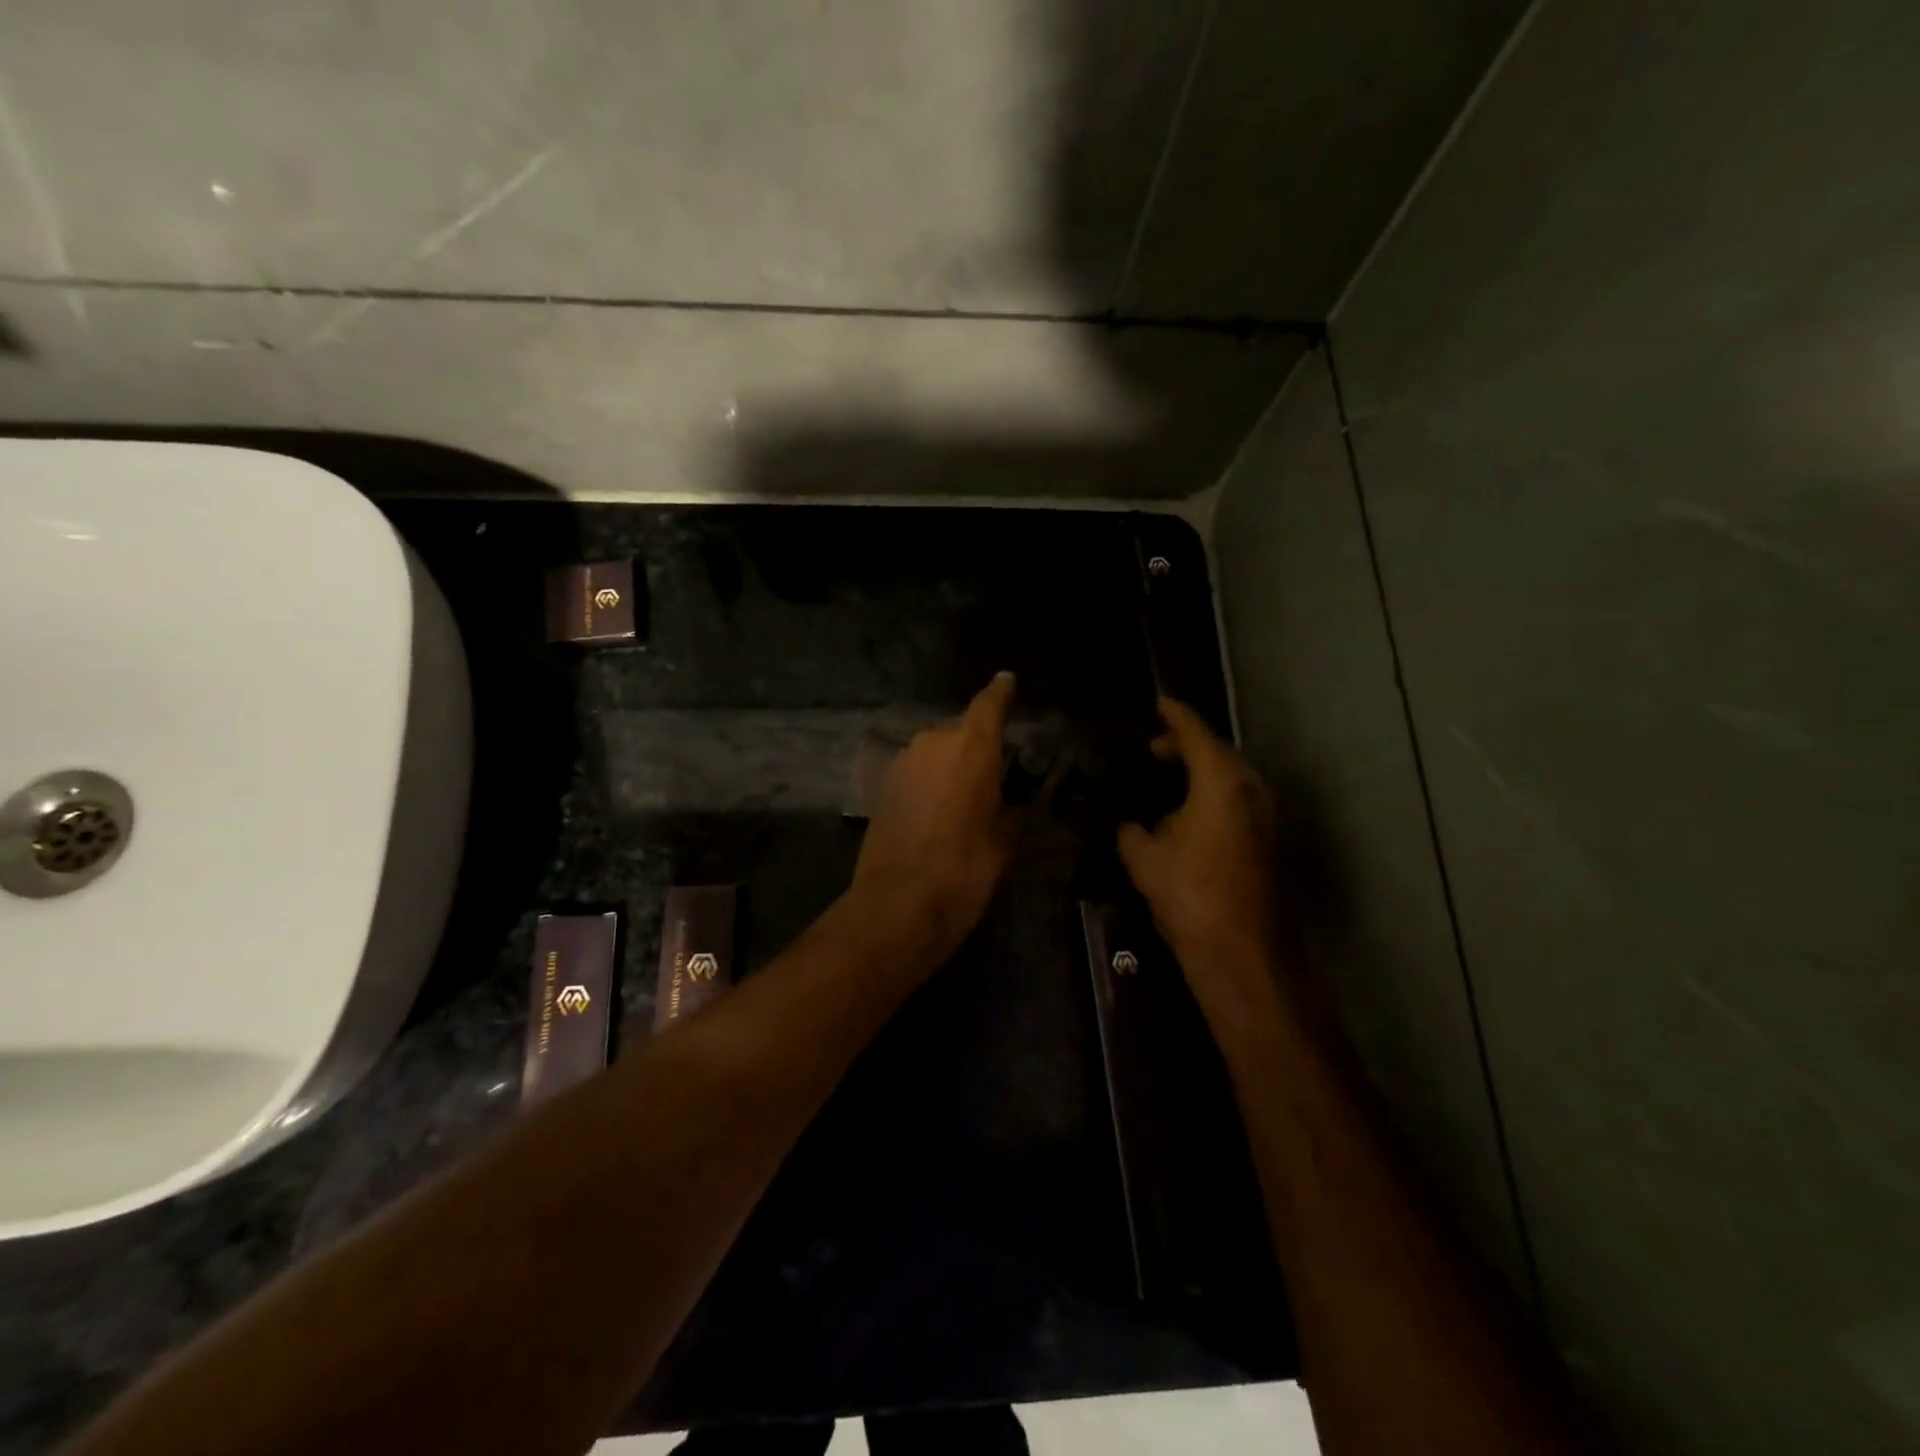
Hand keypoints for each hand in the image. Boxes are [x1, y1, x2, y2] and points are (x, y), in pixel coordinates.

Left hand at [847, 671, 1017, 968]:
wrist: (898, 904)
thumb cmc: (965, 869)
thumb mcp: (1004, 840)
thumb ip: (1013, 807)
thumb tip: (1017, 799)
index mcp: (971, 746)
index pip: (989, 704)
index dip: (1001, 691)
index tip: (1007, 680)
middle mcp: (933, 742)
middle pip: (962, 730)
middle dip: (979, 744)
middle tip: (997, 774)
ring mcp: (903, 762)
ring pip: (937, 751)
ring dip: (952, 764)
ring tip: (968, 797)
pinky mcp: (884, 786)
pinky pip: (918, 771)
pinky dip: (932, 780)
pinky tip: (940, 810)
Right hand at [1118, 698, 1282, 1014]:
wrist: (1242, 953)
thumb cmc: (1191, 895)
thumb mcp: (1144, 859)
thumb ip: (1132, 830)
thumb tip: (1130, 824)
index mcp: (1221, 782)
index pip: (1196, 733)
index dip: (1175, 716)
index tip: (1157, 703)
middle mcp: (1251, 790)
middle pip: (1219, 752)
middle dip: (1186, 745)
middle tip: (1151, 750)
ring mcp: (1265, 816)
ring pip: (1231, 778)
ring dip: (1200, 772)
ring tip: (1166, 779)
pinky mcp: (1267, 841)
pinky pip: (1237, 801)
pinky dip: (1212, 795)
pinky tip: (1186, 815)